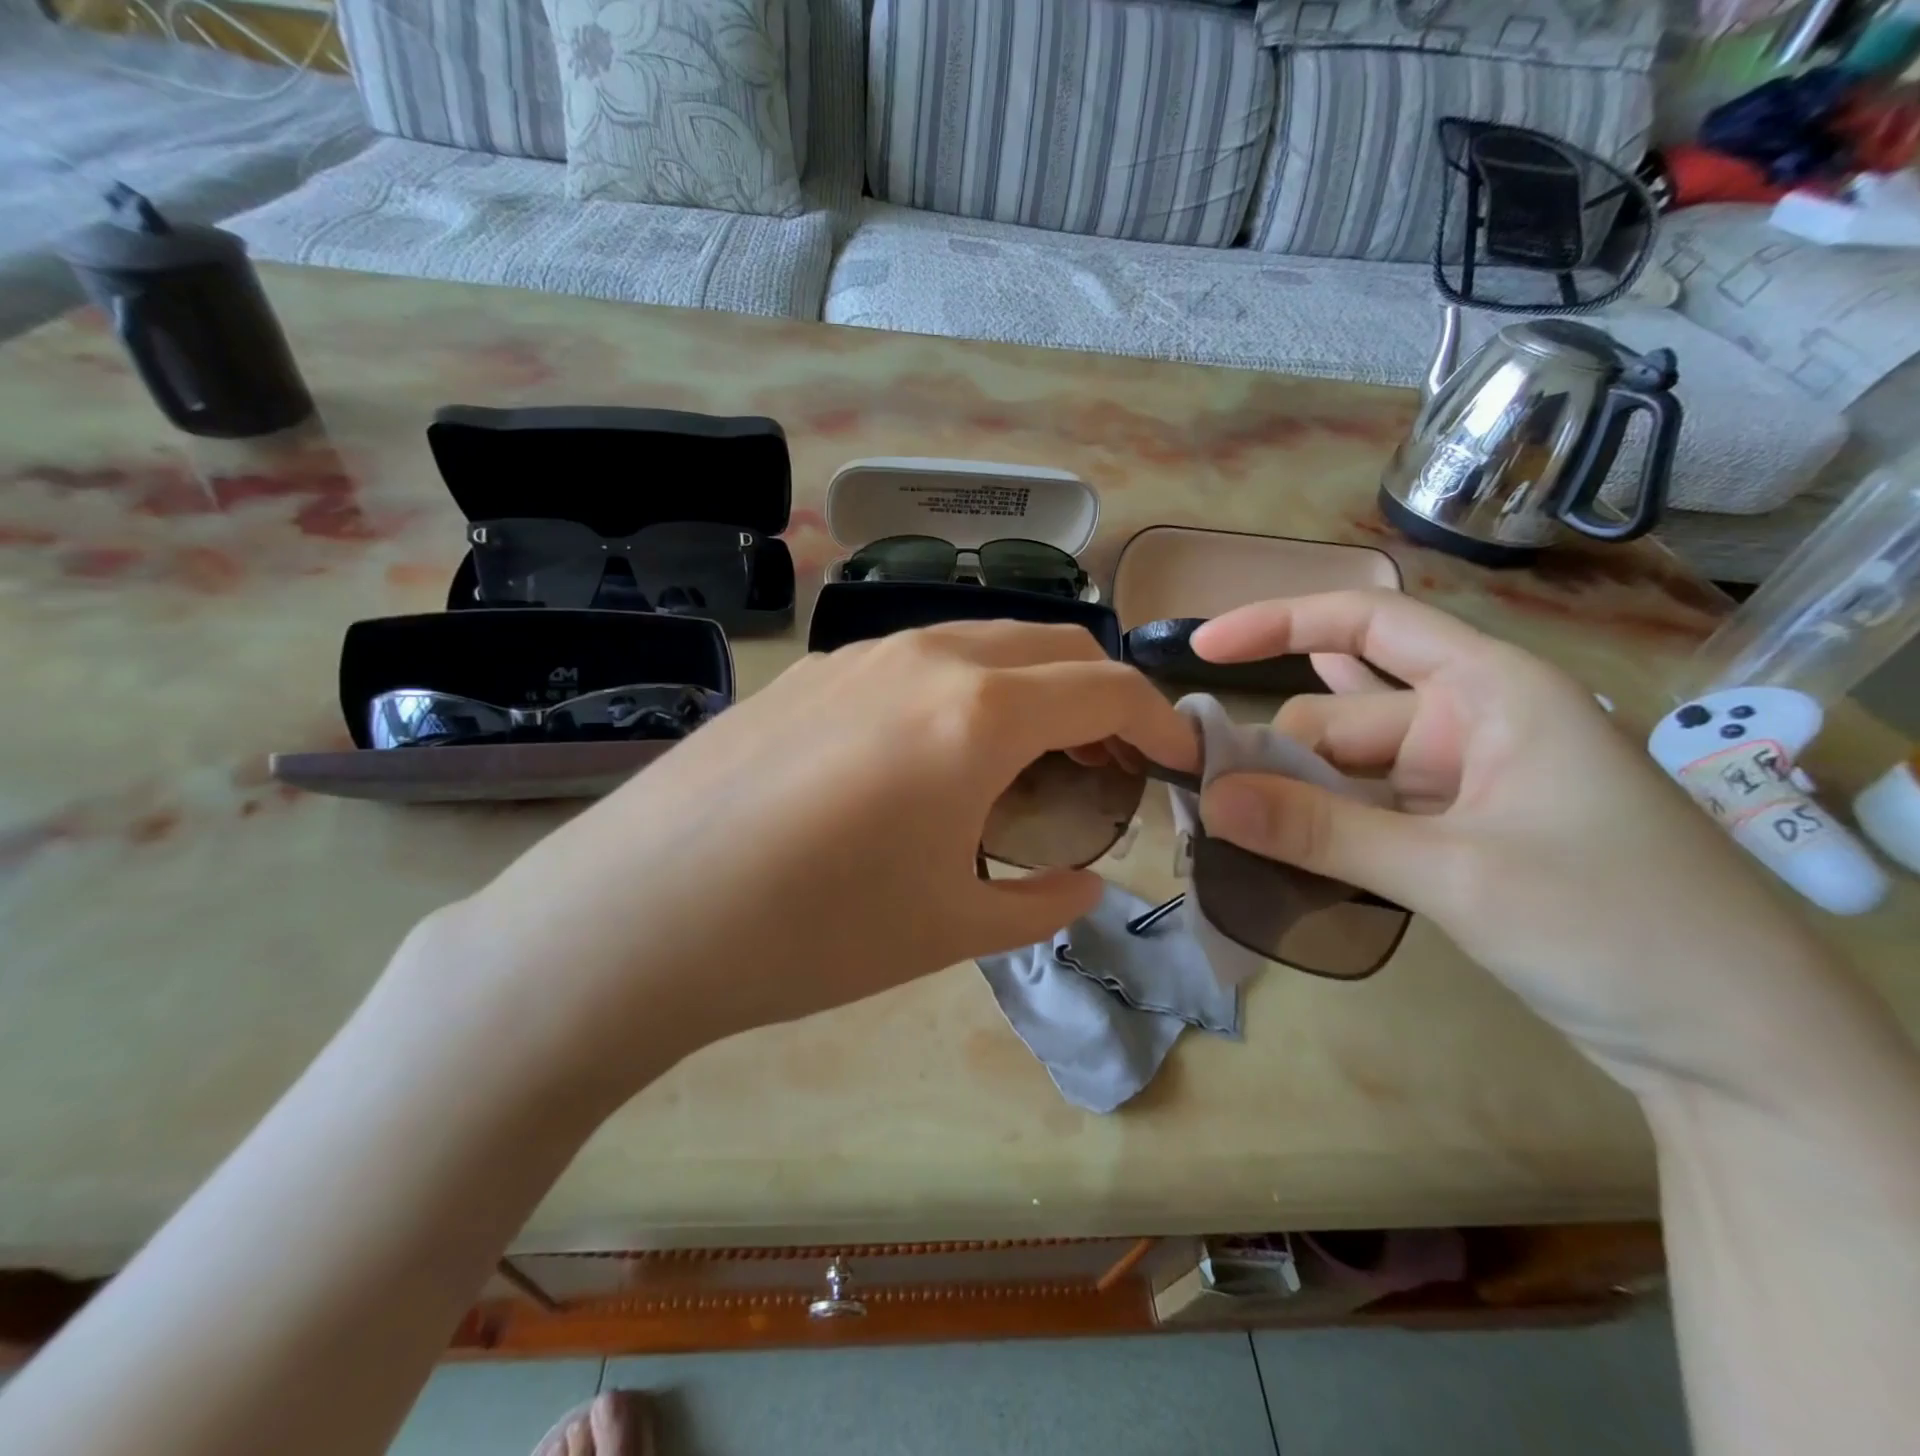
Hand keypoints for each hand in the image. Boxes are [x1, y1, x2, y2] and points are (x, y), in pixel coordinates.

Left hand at [409, 622, 1198, 1109]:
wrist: (640, 915)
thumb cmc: (812, 933)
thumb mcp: (949, 930)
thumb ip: (1040, 901)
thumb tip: (1085, 883)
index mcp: (976, 714)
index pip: (1105, 688)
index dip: (1158, 722)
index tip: (1177, 761)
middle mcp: (924, 658)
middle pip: (1051, 646)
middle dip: (1100, 696)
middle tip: (1106, 764)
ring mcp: (859, 656)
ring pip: (982, 643)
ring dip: (1030, 688)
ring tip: (1028, 759)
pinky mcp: (810, 674)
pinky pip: (917, 661)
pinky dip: (964, 691)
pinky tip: (936, 755)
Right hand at [1190, 591, 1843, 1097]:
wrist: (1741, 1053)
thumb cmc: (1619, 929)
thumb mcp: (1454, 872)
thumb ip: (1322, 830)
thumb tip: (1209, 800)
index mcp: (1494, 692)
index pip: (1372, 624)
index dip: (1280, 624)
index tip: (1202, 651)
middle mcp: (1475, 725)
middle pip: (1341, 720)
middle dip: (1271, 756)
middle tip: (1201, 805)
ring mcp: (1466, 785)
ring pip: (1348, 772)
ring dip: (1289, 796)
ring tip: (1220, 824)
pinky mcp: (1458, 837)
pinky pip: (1367, 814)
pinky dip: (1321, 822)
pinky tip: (1274, 823)